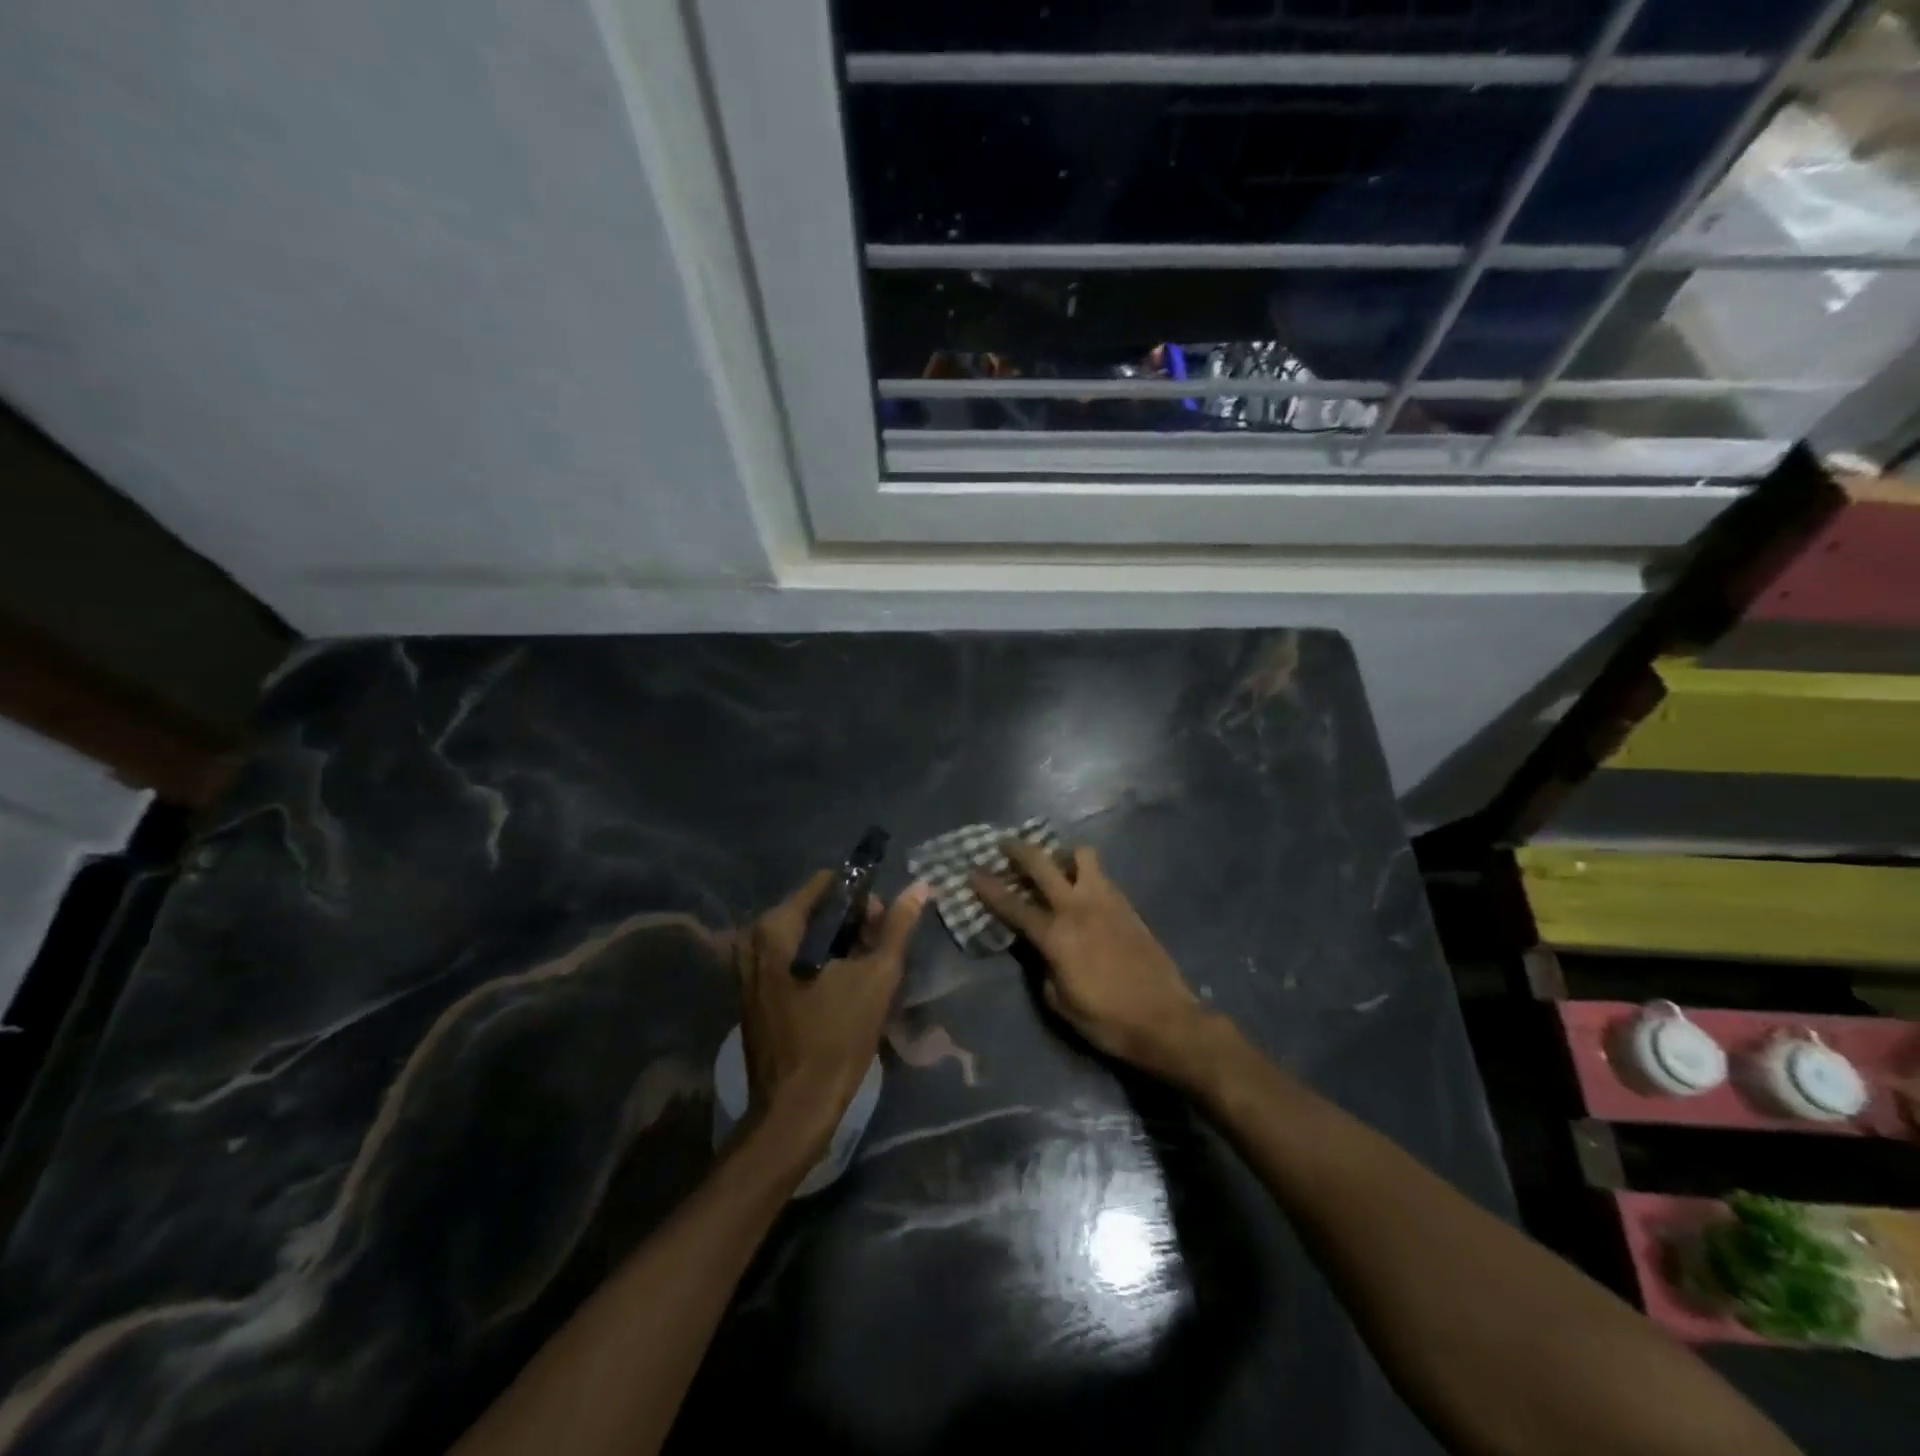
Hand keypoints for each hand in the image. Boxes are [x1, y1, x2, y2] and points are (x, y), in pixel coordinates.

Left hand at [735, 872, 929, 1151]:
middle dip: (852, 924)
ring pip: (806, 936)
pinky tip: (844, 989)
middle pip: (816, 909)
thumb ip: (897, 927)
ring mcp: (749, 967)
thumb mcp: (877, 977)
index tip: (884, 926)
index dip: (862, 898)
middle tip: (880, 952)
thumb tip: (920, 886)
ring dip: (839, 946)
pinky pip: (793, 959)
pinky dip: (820, 964)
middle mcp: (755, 939)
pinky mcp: (753, 992)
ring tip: (867, 973)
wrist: (795, 1110)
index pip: (828, 884)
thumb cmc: (836, 1038)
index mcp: (777, 927)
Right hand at [972, 842, 1223, 1085]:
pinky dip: (1086, 874)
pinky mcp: (1127, 905)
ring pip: (1082, 855)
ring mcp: (1106, 901)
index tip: (972, 872)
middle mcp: (1078, 907)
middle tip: (1006, 845)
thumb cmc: (1106, 1019)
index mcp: (1056, 935)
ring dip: (1063, 854)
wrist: (1164, 1019)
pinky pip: (1101, 875)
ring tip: (1055, 865)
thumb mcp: (1060, 1002)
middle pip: (1043, 863)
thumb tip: (1039, 949)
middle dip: (1019, 850)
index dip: (990, 888)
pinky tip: (1083, 889)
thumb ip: (1042, 967)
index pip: (1014, 905)